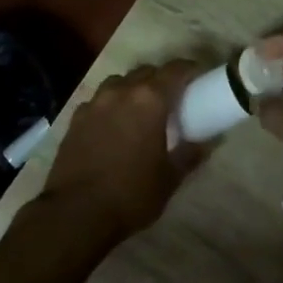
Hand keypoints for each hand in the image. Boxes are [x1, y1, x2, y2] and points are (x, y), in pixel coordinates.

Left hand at [39, 61, 203, 242]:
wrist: (76, 213)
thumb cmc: (131, 194)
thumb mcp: (169, 178)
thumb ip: (190, 154)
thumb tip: (207, 143)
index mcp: (149, 101)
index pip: (174, 70)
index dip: (190, 70)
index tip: (200, 78)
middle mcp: (120, 92)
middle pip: (145, 72)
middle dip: (161, 79)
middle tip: (172, 99)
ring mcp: (93, 104)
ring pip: (118, 83)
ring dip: (133, 89)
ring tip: (140, 110)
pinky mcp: (74, 119)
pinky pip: (98, 101)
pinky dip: (110, 106)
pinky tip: (113, 126)